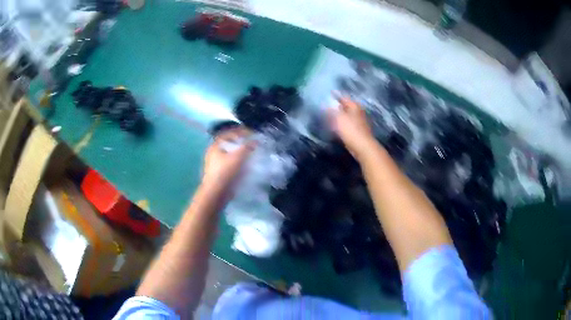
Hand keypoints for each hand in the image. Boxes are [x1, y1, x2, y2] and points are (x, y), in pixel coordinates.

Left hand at [202, 127, 254, 193]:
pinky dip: (238, 162)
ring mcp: (215, 164)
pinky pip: (230, 164)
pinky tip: (246, 165)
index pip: (229, 133)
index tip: (252, 133)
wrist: (216, 193)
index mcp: (215, 145)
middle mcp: (213, 152)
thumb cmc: (225, 172)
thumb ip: (247, 146)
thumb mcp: (238, 156)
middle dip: (241, 142)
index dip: (241, 131)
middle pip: (229, 143)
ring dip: (240, 153)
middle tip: (253, 143)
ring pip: (230, 154)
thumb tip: (255, 140)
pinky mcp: (219, 173)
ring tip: (251, 154)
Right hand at [328, 97, 375, 160]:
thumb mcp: (338, 117)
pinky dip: (341, 124)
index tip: (326, 95)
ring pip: (346, 115)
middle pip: (345, 106)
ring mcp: (359, 121)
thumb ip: (331, 110)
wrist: (362, 147)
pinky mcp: (358, 131)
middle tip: (325, 105)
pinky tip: (335, 127)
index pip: (343, 97)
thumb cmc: (351, 130)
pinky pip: (347, 124)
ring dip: (338, 115)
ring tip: (327, 116)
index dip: (334, 95)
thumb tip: (324, 103)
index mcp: (354, 105)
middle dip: (336, 105)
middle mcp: (358, 111)